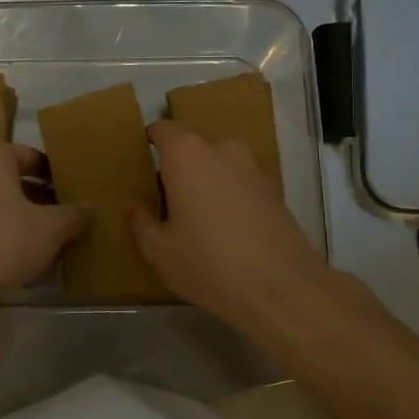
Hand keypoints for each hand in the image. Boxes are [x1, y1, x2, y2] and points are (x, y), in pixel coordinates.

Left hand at [0, 142, 85, 306]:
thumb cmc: (4, 242)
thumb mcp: (51, 228)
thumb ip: (73, 214)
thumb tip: (89, 210)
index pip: (33, 158)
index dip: (57, 177)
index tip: (73, 196)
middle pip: (11, 180)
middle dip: (37, 199)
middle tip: (63, 220)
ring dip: (17, 219)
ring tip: (44, 242)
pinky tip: (16, 257)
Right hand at [131, 120, 332, 336]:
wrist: (282, 289)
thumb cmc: (208, 263)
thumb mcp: (159, 251)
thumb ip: (141, 221)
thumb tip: (136, 205)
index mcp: (188, 155)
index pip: (163, 129)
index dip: (151, 141)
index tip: (142, 161)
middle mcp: (223, 150)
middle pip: (194, 148)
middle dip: (179, 168)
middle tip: (167, 201)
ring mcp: (254, 169)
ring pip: (221, 166)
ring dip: (208, 183)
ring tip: (198, 218)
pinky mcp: (276, 192)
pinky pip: (242, 184)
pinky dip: (231, 198)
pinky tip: (227, 231)